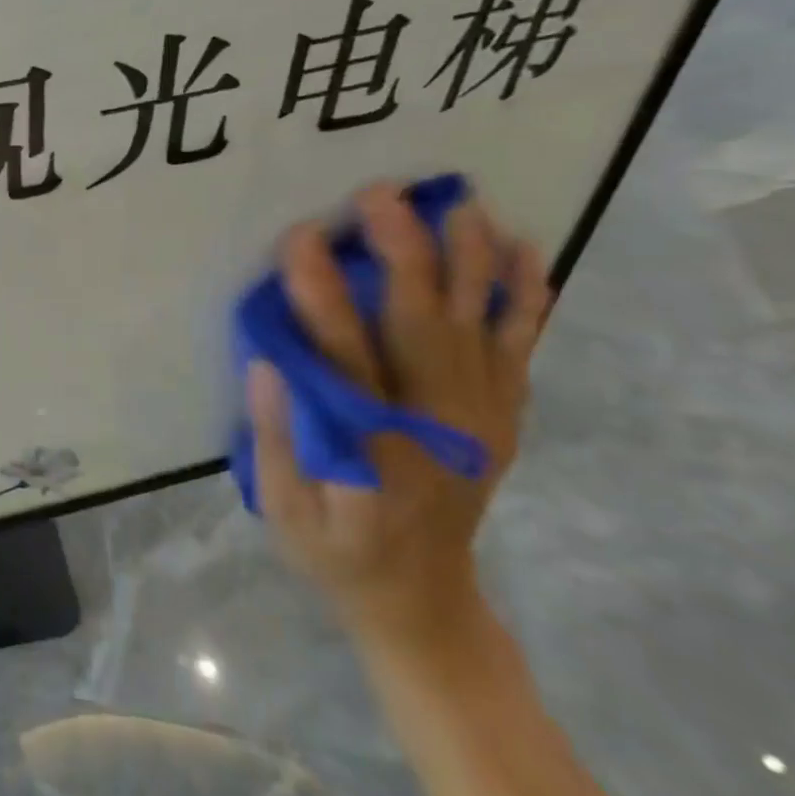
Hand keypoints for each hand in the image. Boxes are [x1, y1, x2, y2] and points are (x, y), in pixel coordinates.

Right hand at [249, 182, 551, 662]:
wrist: (424, 600)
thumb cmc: (336, 551)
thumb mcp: (285, 511)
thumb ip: (275, 439)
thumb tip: (267, 362)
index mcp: (373, 450)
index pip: (343, 360)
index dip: (322, 298)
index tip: (300, 239)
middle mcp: (436, 429)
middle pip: (421, 328)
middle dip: (404, 254)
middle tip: (380, 194)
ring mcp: (480, 421)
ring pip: (477, 325)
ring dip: (469, 260)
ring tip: (456, 203)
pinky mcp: (501, 417)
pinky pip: (519, 348)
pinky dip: (527, 298)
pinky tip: (526, 252)